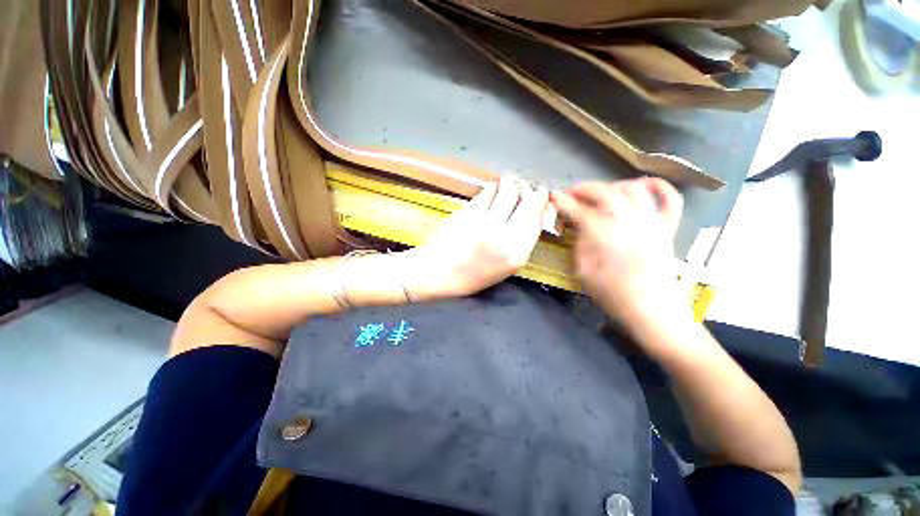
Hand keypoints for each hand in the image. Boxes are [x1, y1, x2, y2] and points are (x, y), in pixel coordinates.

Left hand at [407, 176, 552, 299]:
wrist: (441, 273)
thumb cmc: (473, 275)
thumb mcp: (505, 267)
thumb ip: (521, 243)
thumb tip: (531, 216)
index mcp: (518, 254)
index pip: (538, 221)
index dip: (541, 206)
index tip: (539, 197)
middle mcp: (507, 237)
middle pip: (529, 203)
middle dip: (530, 190)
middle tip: (524, 186)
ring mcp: (487, 223)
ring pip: (509, 191)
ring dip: (511, 183)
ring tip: (508, 182)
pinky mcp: (470, 213)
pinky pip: (488, 192)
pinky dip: (493, 187)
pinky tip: (492, 189)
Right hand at [551, 178, 685, 328]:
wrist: (652, 311)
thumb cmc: (613, 295)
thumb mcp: (584, 273)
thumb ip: (580, 245)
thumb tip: (580, 228)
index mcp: (606, 237)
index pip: (580, 212)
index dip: (564, 202)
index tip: (554, 197)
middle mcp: (630, 223)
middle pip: (606, 193)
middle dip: (584, 189)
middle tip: (571, 193)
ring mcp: (652, 223)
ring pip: (634, 189)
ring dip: (613, 185)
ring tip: (601, 192)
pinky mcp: (667, 229)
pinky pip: (670, 200)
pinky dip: (660, 187)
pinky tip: (644, 185)